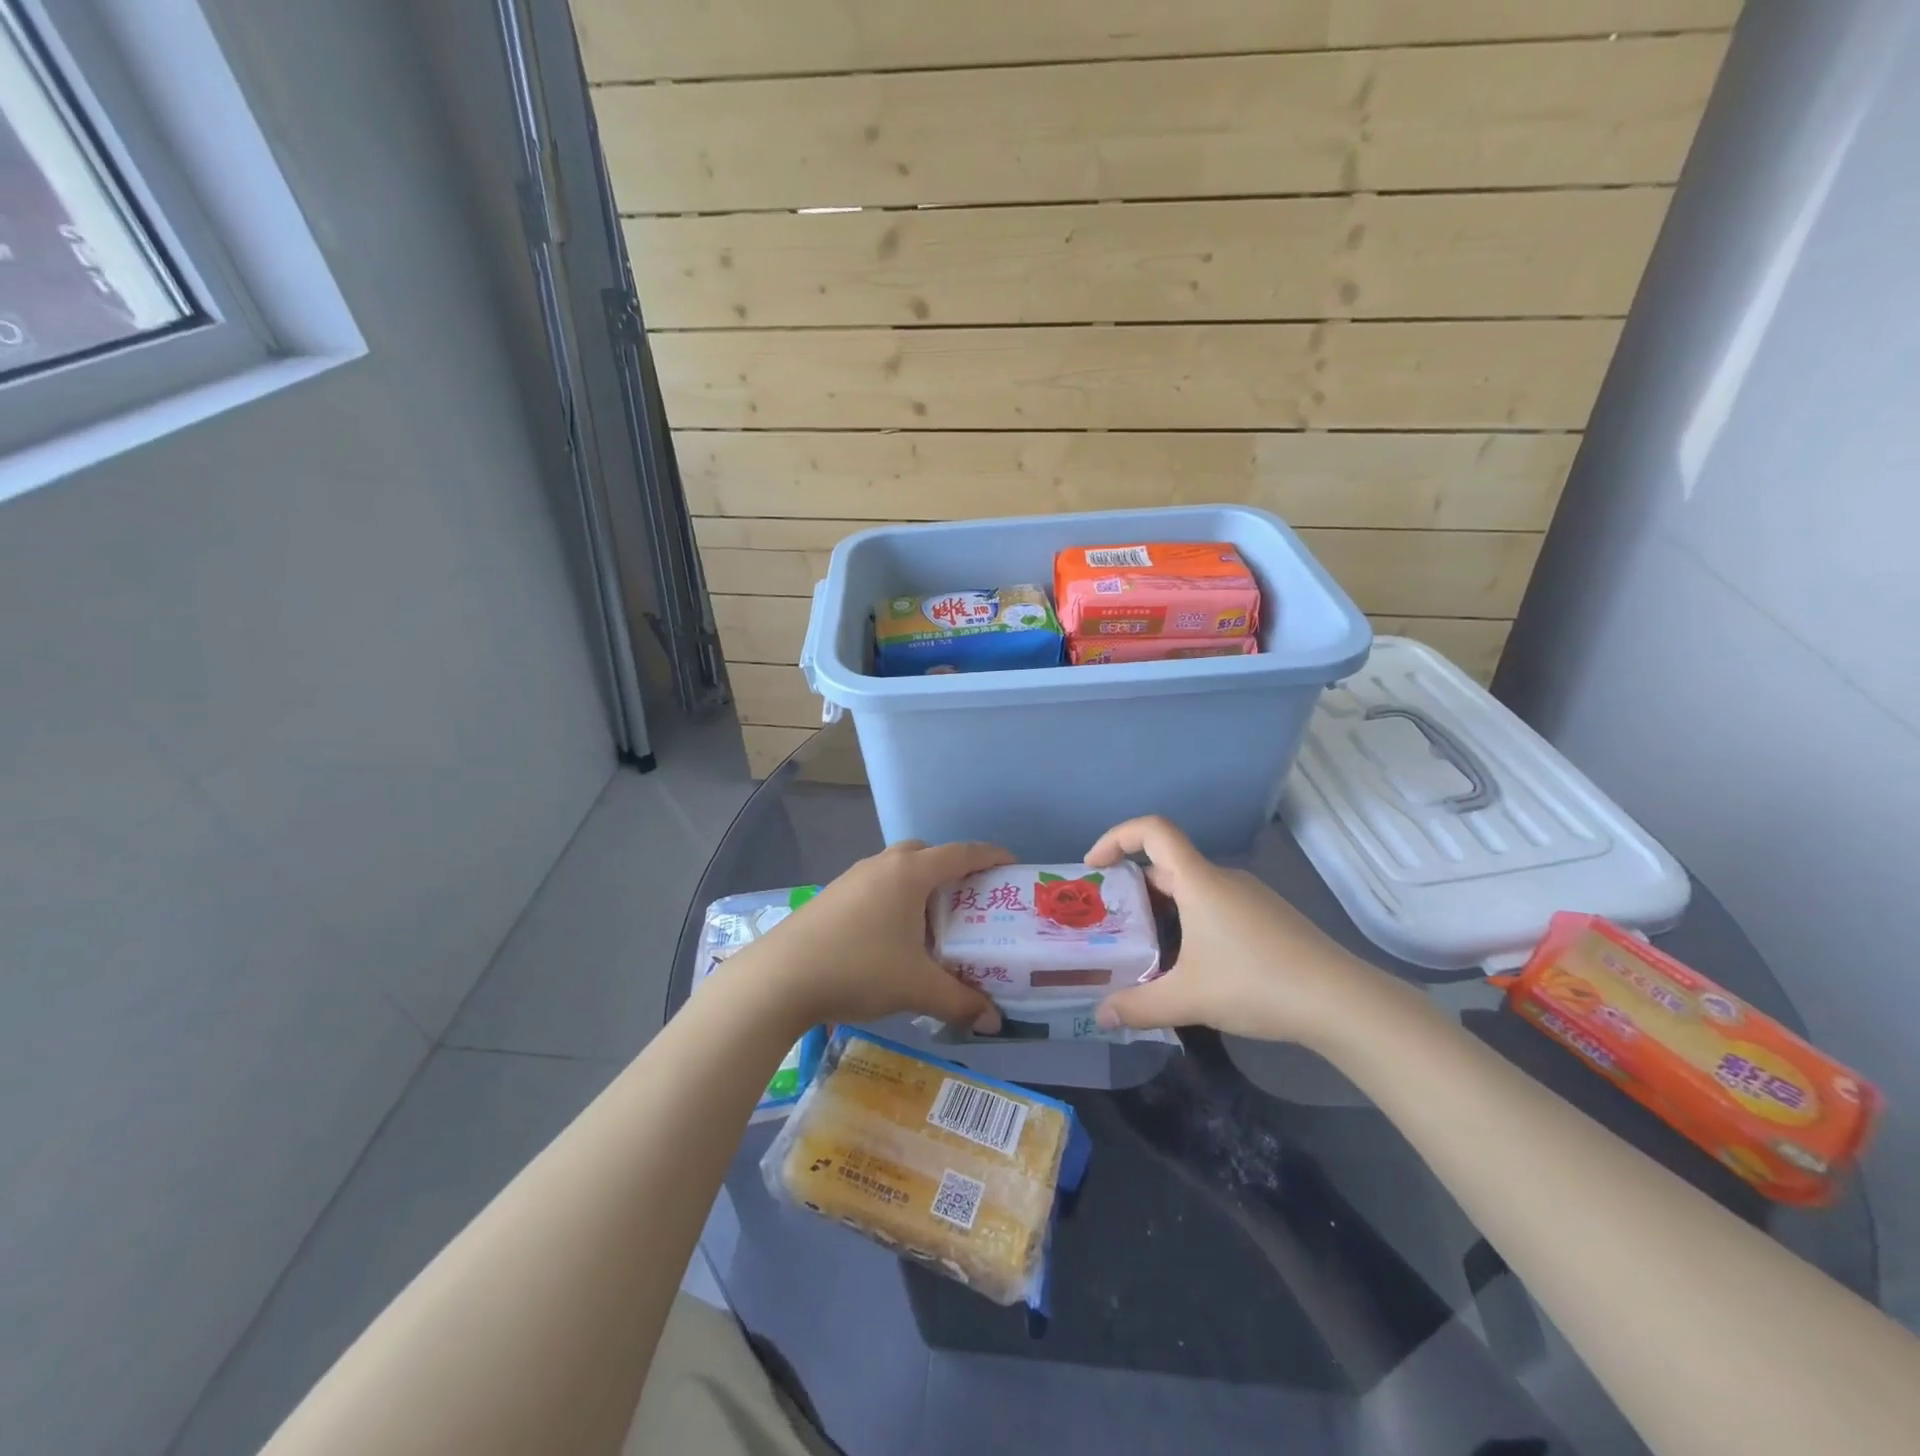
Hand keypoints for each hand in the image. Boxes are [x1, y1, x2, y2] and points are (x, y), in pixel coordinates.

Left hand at [741, 840, 1012, 1030]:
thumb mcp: (916, 988)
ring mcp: (852, 878)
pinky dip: (894, 899)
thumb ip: (960, 1001)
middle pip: (926, 854)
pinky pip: (876, 886)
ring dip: (919, 886)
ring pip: (897, 870)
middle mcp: (882, 865)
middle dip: (952, 870)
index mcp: (910, 874)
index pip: (961, 853)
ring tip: (933, 923)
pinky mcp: (832, 896)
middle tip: (970, 900)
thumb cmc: (858, 968)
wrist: (780, 978)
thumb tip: (995, 1020)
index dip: (990, 856)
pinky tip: (892, 937)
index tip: (1012, 864)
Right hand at [1086, 816, 1385, 1046]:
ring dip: (1163, 908)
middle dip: (1133, 888)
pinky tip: (1193, 964)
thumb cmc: (1256, 983)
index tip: (1094, 867)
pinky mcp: (1268, 919)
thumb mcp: (1188, 999)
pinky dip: (1191, 921)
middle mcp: (1223, 879)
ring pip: (1193, 889)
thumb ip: (1138, 1006)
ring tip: (1145, 948)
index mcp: (1199, 881)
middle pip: (1168, 864)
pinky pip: (1216, 906)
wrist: (1341, 1002)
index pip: (1153, 830)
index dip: (1117, 837)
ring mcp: (1250, 898)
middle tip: (1111, 921)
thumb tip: (1101, 1015)